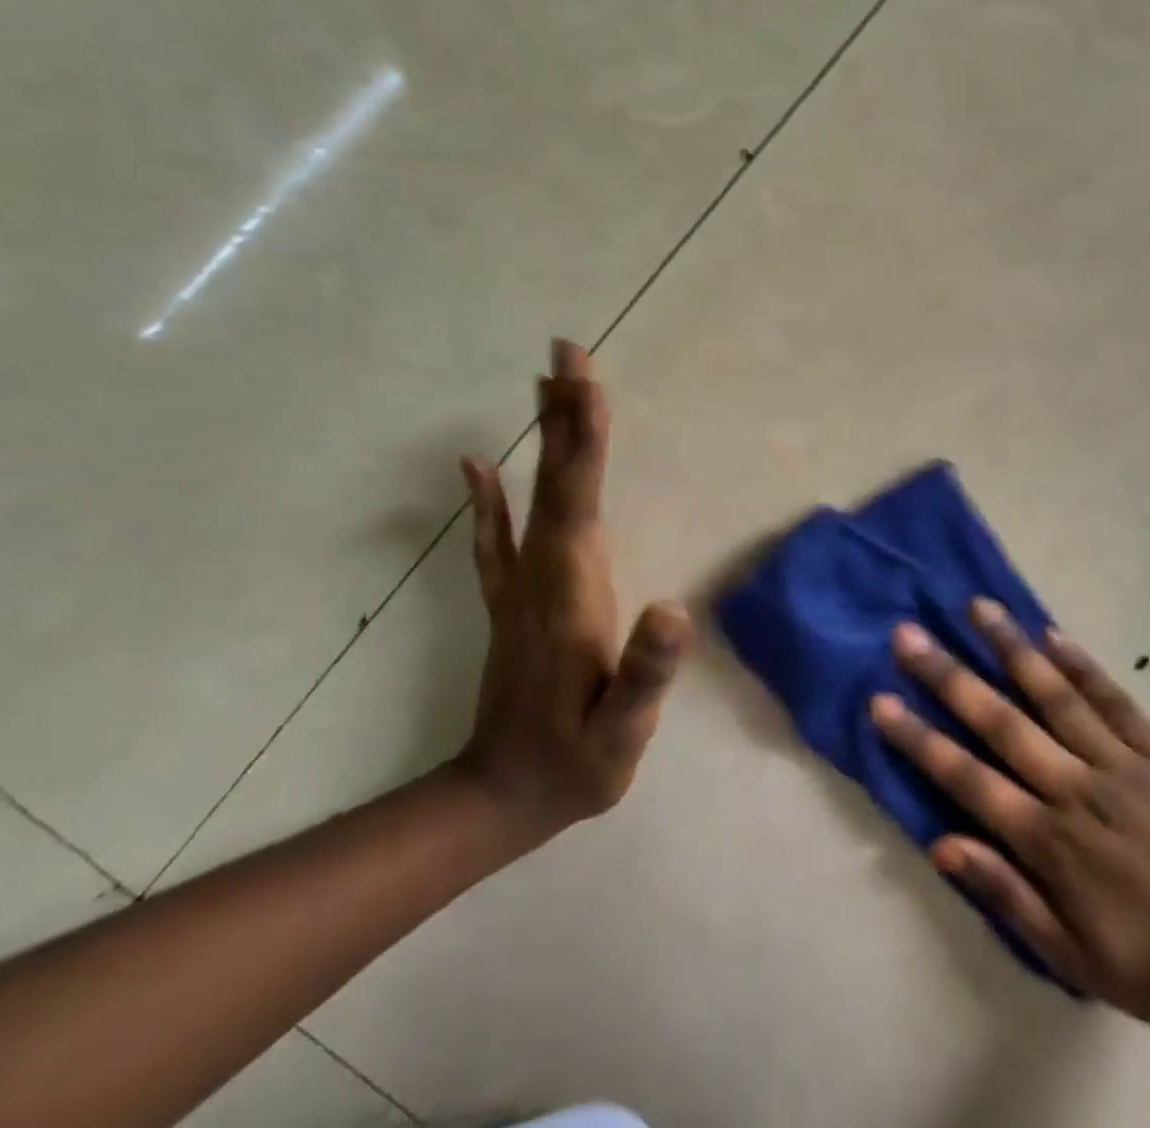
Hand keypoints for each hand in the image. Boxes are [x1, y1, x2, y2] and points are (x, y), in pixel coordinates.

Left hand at [453, 339, 692, 846]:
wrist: (499, 799)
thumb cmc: (574, 764)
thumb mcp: (621, 733)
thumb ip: (645, 674)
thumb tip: (673, 607)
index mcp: (569, 591)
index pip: (578, 499)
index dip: (584, 439)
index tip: (586, 381)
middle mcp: (540, 572)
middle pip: (555, 479)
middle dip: (564, 412)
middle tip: (566, 350)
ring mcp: (519, 583)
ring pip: (532, 493)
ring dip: (542, 435)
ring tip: (546, 382)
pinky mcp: (511, 599)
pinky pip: (497, 534)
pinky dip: (488, 495)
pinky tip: (476, 463)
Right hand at [870, 600, 1149, 1031]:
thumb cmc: (1149, 963)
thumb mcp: (1070, 956)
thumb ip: (1005, 895)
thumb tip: (941, 843)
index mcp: (1050, 841)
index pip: (968, 779)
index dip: (920, 739)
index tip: (881, 701)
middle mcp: (1077, 789)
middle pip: (1001, 722)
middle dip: (949, 676)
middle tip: (909, 635)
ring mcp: (1122, 764)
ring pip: (1056, 696)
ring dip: (1012, 649)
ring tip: (978, 607)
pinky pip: (1116, 702)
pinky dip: (1083, 666)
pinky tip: (1052, 633)